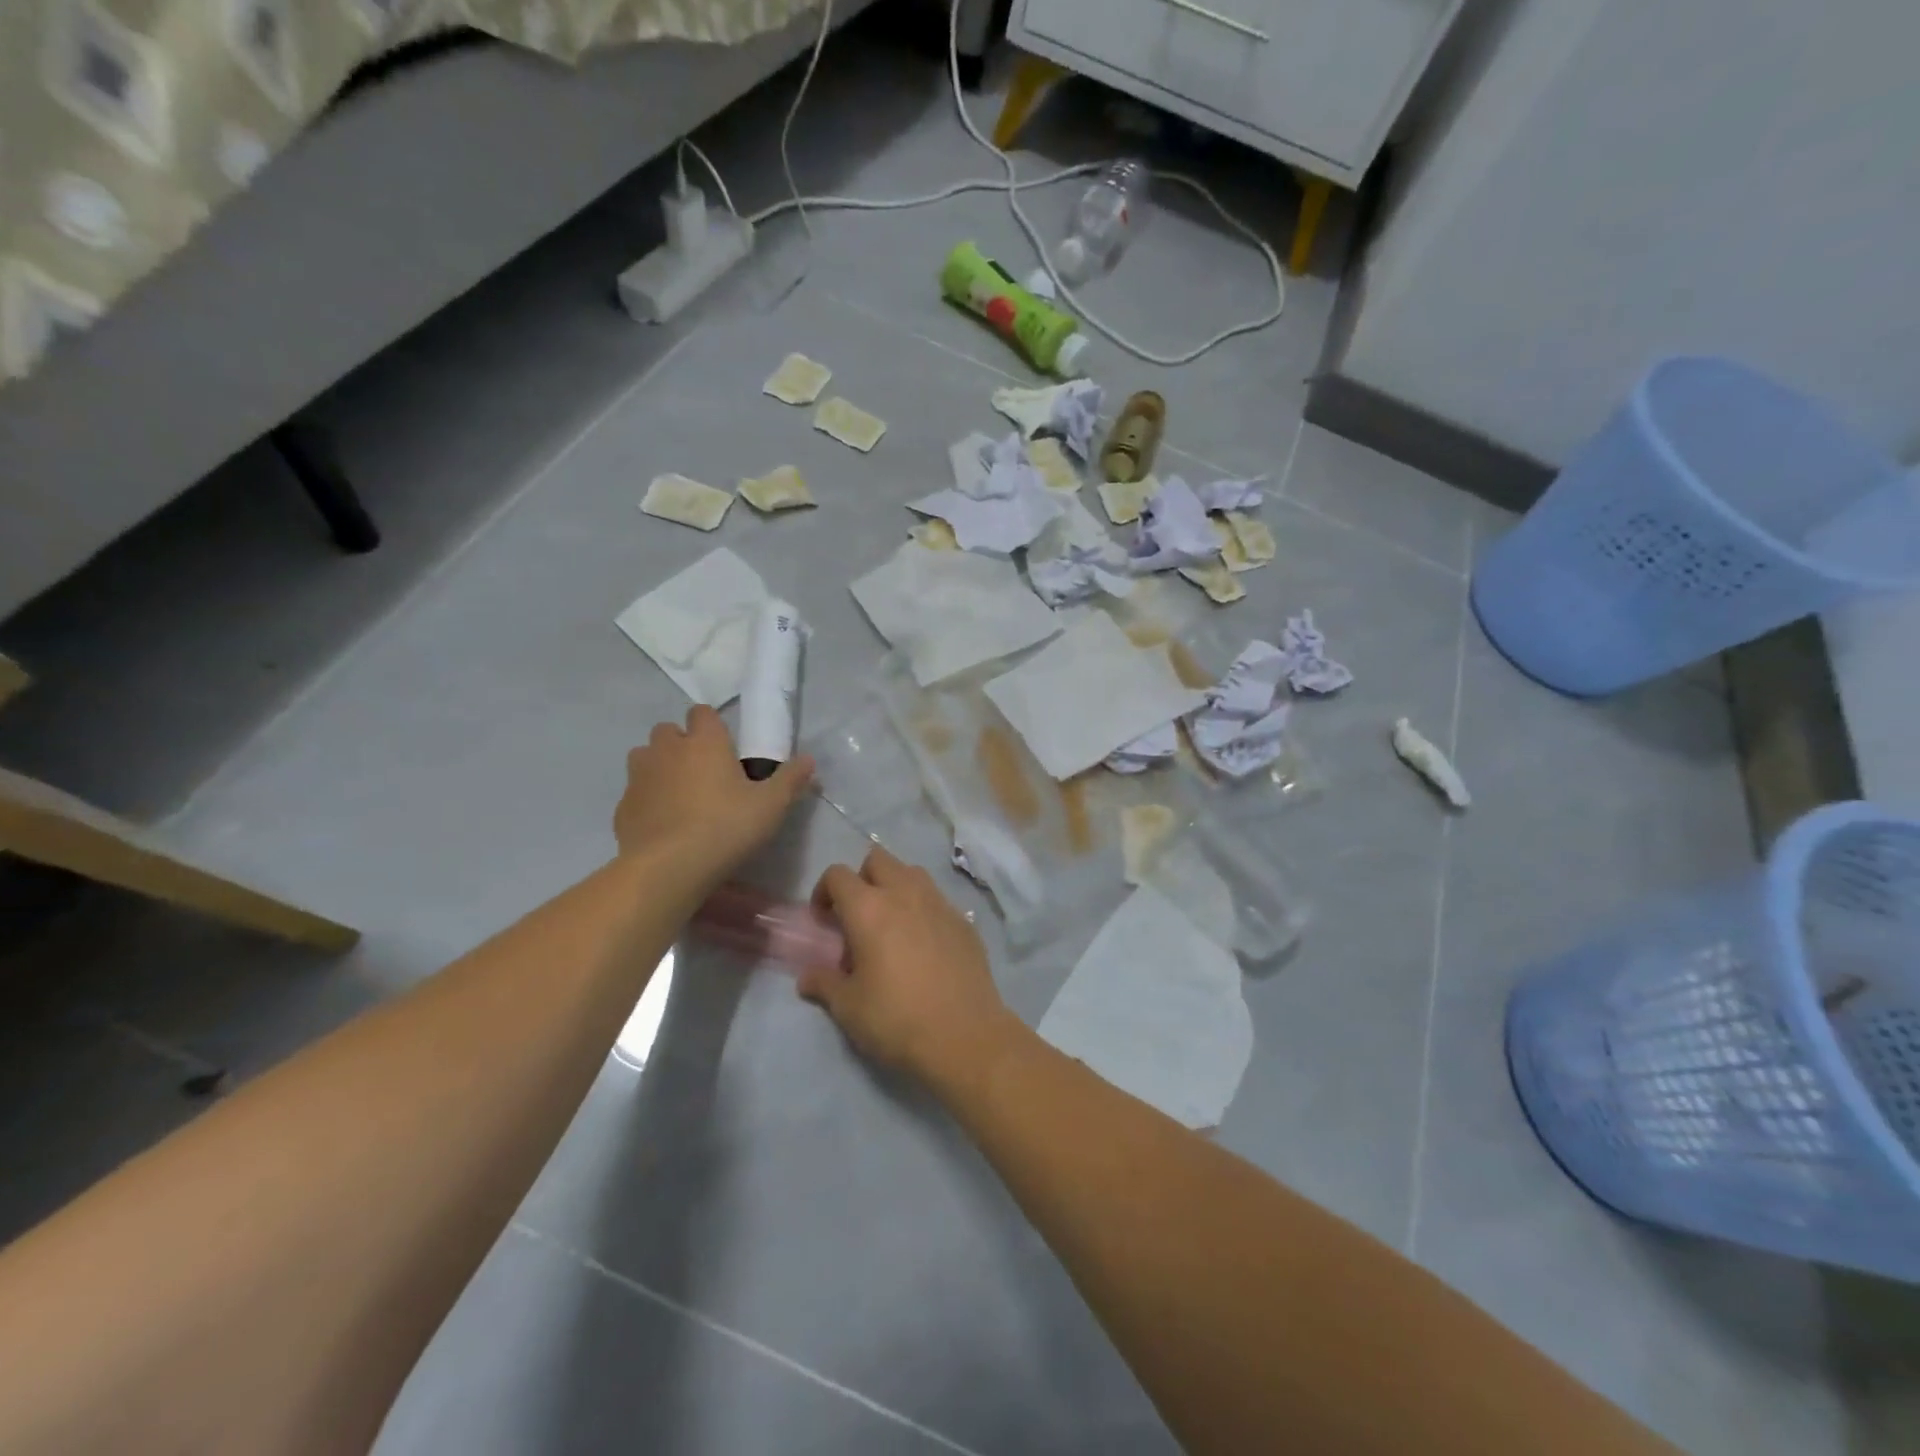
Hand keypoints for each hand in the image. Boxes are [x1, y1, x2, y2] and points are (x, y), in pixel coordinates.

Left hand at [614, 706, 813, 885]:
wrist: (669, 867)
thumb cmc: (726, 827)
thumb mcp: (771, 806)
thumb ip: (791, 779)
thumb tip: (809, 759)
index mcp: (704, 742)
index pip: (702, 712)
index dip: (712, 725)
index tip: (725, 748)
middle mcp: (667, 750)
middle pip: (668, 730)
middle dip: (681, 743)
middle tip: (703, 772)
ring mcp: (639, 777)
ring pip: (644, 757)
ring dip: (659, 767)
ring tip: (679, 794)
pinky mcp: (623, 806)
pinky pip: (635, 793)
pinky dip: (647, 800)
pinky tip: (662, 824)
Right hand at [797, 848, 1017, 1097]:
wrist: (965, 1036)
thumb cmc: (896, 1018)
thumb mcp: (848, 1007)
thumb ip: (824, 983)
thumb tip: (806, 977)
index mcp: (869, 908)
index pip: (838, 874)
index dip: (824, 891)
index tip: (824, 920)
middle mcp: (905, 893)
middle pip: (878, 859)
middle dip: (862, 878)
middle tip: (858, 916)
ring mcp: (939, 903)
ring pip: (912, 873)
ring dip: (895, 887)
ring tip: (891, 925)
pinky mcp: (964, 920)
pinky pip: (937, 899)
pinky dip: (923, 909)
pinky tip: (924, 945)